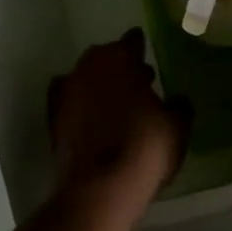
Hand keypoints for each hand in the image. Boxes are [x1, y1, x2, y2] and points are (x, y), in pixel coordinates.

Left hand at [47, 29, 190, 192]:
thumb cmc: (146, 147)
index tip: (148, 53)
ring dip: (101, 86)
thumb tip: (177, 99)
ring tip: (120, 104)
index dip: (141, 46)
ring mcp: (66, 95)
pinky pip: (73, 105)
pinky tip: (99, 122)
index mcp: (119, 59)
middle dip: (120, 66)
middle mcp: (87, 69)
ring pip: (85, 80)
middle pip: (104, 58)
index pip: (131, 41)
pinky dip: (84, 108)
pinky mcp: (53, 122)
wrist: (100, 189)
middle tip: (140, 80)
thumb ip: (179, 104)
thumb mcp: (178, 124)